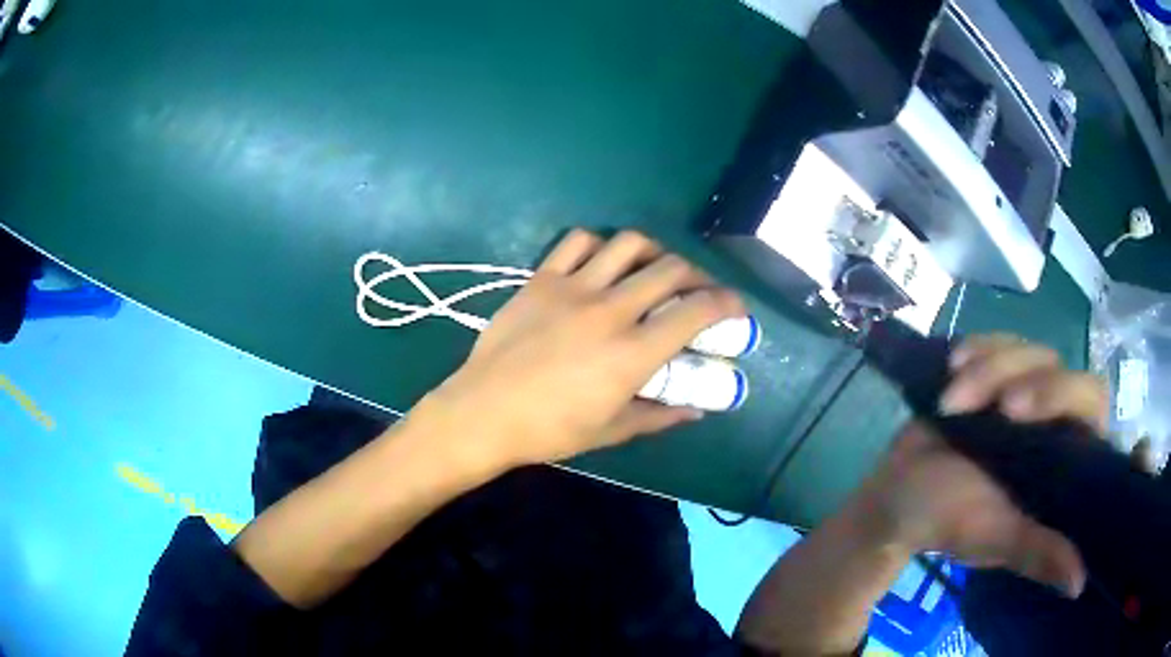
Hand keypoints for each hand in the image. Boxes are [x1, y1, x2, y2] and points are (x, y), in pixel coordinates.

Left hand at [416, 229, 745, 469]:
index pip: (695, 313)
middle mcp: (610, 310)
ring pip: (629, 244)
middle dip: (697, 275)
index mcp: (632, 353)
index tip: (735, 307)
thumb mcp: (611, 430)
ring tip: (654, 268)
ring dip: (654, 252)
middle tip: (697, 290)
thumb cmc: (549, 431)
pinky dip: (601, 245)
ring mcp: (573, 288)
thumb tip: (696, 408)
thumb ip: (659, 414)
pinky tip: (603, 262)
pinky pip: (579, 242)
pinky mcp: (542, 279)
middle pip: (670, 269)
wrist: (483, 413)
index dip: (726, 304)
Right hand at [865, 335, 1107, 597]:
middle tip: (992, 406)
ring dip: (986, 370)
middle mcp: (1051, 417)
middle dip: (1023, 377)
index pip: (1092, 403)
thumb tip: (1079, 583)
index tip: (1017, 413)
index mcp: (1063, 457)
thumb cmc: (948, 520)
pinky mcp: (994, 370)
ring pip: (1025, 350)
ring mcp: (1023, 389)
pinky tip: (952, 368)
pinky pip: (996, 339)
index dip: (1067, 395)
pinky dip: (974, 349)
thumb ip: (1038, 553)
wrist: (896, 494)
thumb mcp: (995, 539)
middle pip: (1060, 365)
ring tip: (949, 404)